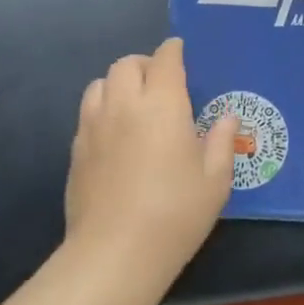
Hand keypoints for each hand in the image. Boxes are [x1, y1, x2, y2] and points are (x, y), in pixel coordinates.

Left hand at [64, 39, 238, 281]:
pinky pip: (88, 111)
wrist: (115, 253)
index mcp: (162, 105)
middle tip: (160, 82)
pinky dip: (102, 108)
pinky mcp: (76, 148)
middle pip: (127, 64)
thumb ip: (222, 142)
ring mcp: (94, 125)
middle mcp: (124, 104)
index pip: (165, 60)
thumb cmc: (175, 214)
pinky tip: (114, 134)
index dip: (173, 51)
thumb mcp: (215, 181)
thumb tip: (227, 117)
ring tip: (133, 103)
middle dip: (144, 64)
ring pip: (101, 83)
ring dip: (118, 83)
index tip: (179, 51)